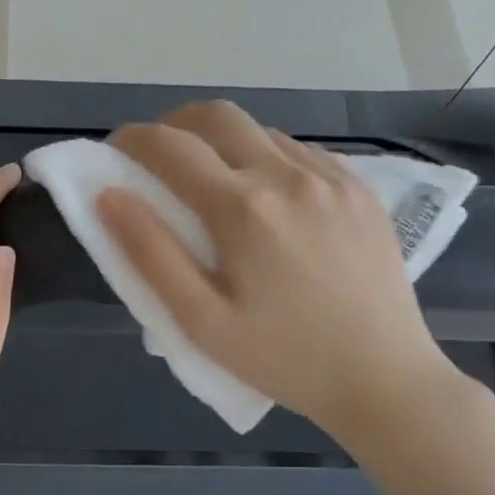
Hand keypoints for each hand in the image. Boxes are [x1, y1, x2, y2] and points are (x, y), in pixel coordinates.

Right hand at [98, 102, 463, 445]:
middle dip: (175, 124)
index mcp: (243, 208)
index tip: (116, 151)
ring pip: (260, 130)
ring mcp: (331, 177)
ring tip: (215, 183)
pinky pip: (300, 151)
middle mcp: (287, 175)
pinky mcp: (360, 188)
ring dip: (223, 142)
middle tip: (159, 158)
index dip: (132, 139)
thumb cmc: (283, 359)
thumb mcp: (202, 322)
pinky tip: (269, 199)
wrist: (385, 380)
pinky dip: (267, 157)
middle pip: (216, 115)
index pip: (169, 146)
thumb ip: (150, 253)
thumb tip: (109, 196)